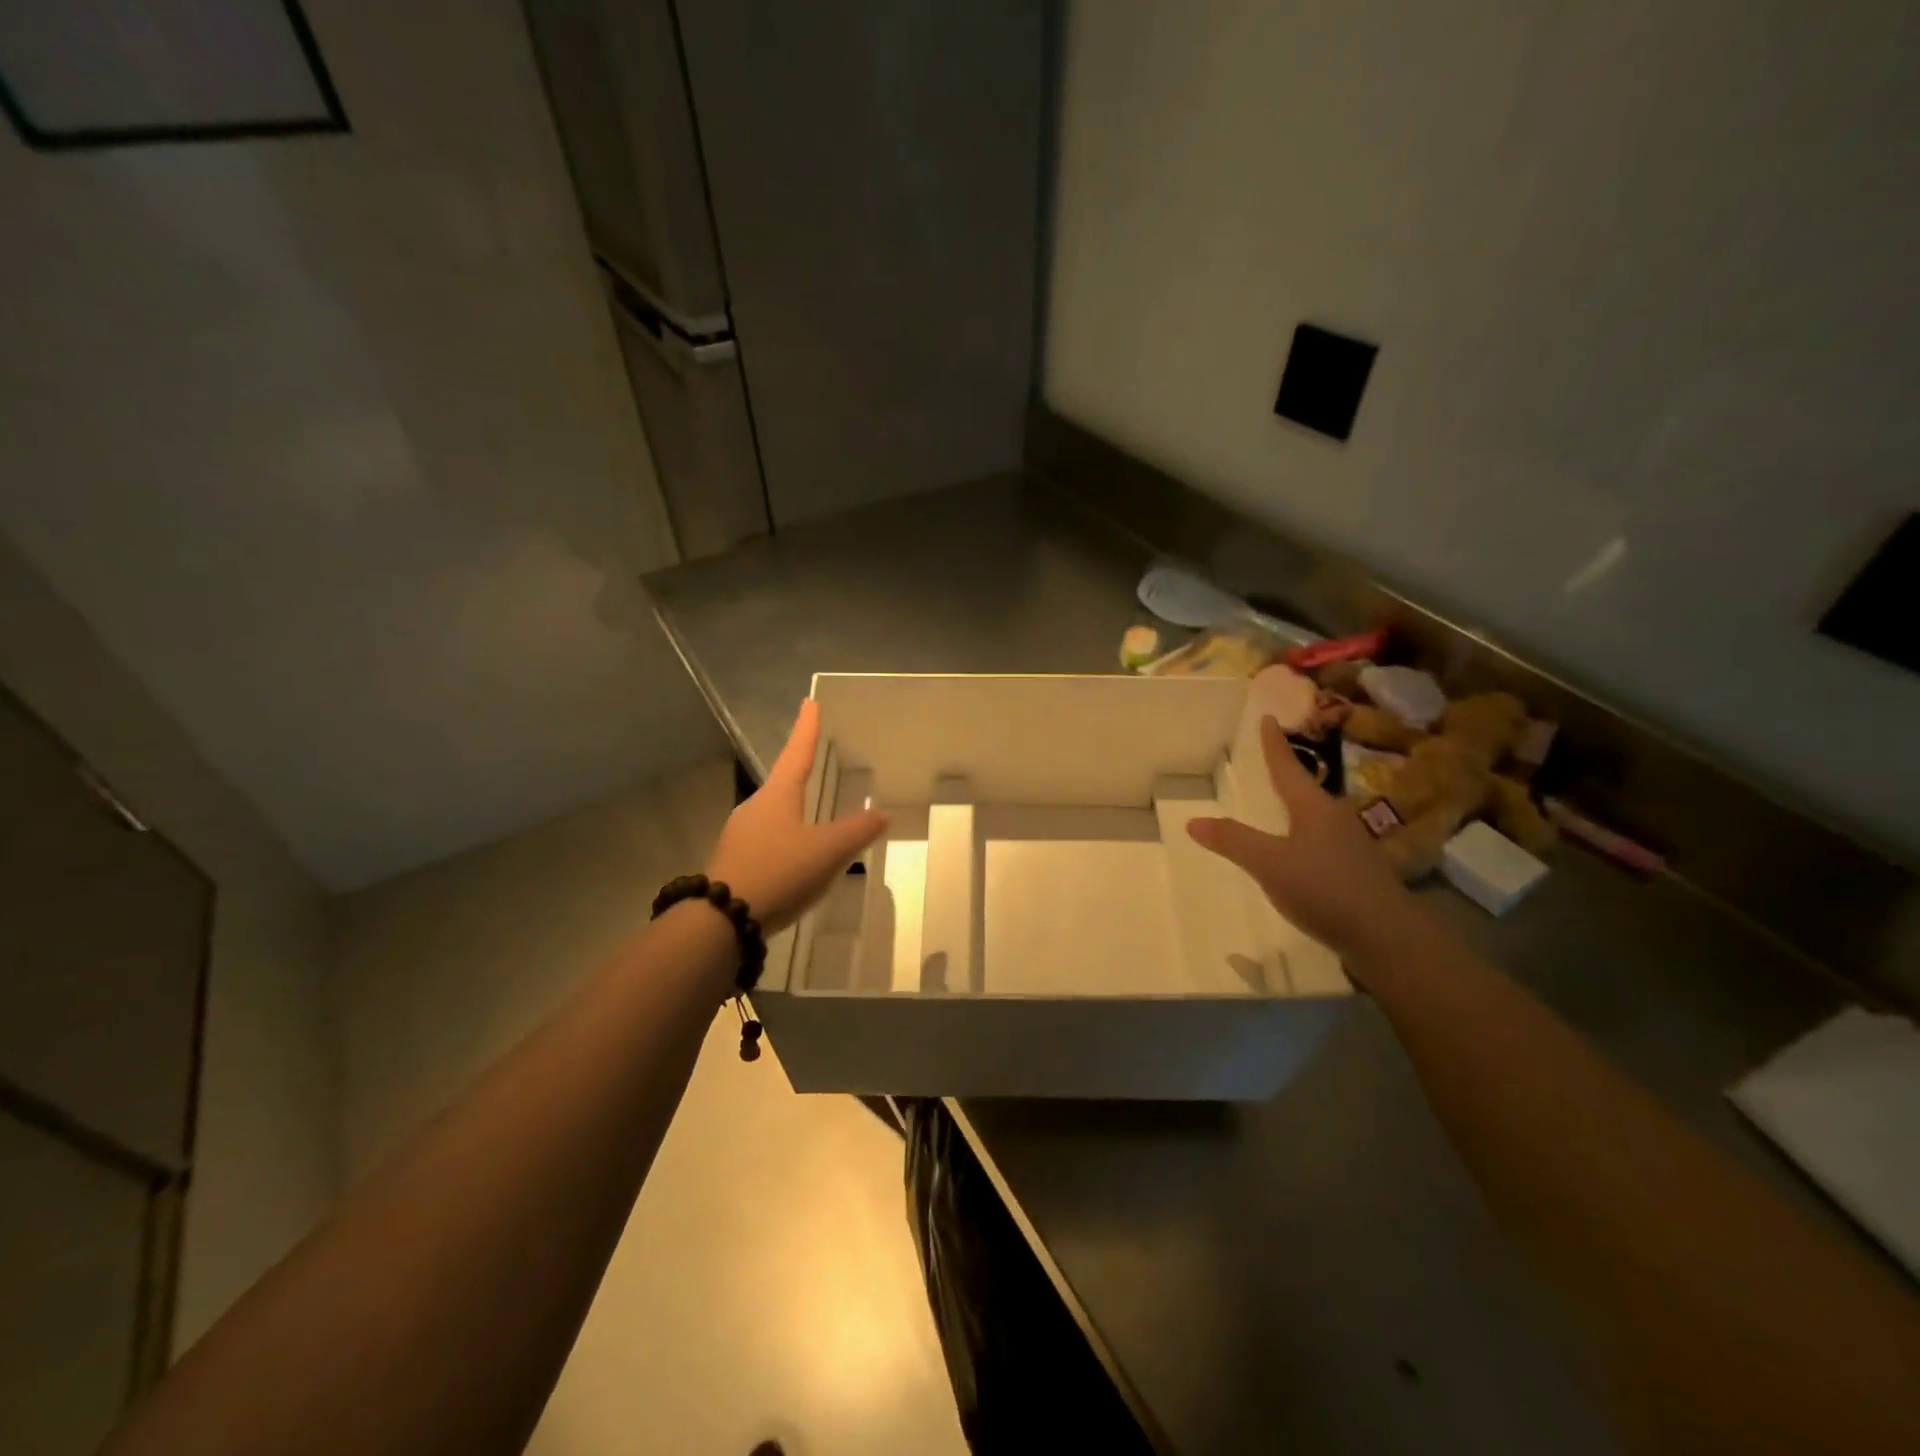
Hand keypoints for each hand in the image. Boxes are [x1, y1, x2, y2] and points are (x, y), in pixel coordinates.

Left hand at [705, 700, 888, 934]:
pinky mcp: (734, 862)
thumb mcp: (828, 851)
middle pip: (783, 783)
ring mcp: (740, 836)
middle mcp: (755, 808)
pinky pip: (766, 841)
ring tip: (812, 817)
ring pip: (773, 814)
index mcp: (777, 796)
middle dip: (799, 772)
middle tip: (815, 762)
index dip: (807, 728)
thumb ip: (857, 831)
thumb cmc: (779, 872)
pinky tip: (795, 859)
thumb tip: (882, 813)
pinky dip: (784, 840)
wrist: (722, 920)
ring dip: (793, 811)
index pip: (797, 753)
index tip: (809, 702)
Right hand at [1188, 716, 1419, 967]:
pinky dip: (1304, 838)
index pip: (1287, 768)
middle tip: (1269, 761)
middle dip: (1288, 775)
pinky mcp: (1357, 873)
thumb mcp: (1270, 864)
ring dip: (1297, 808)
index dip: (1274, 745)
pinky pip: (1323, 843)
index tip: (1268, 718)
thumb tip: (1192, 820)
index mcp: (1313, 808)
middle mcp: (1335, 819)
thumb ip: (1233, 841)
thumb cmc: (1325, 888)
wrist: (1388, 937)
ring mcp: (1350, 846)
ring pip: (1317, 817)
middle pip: (1306, 790)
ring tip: (1280, 805)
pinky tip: (1298, 853)